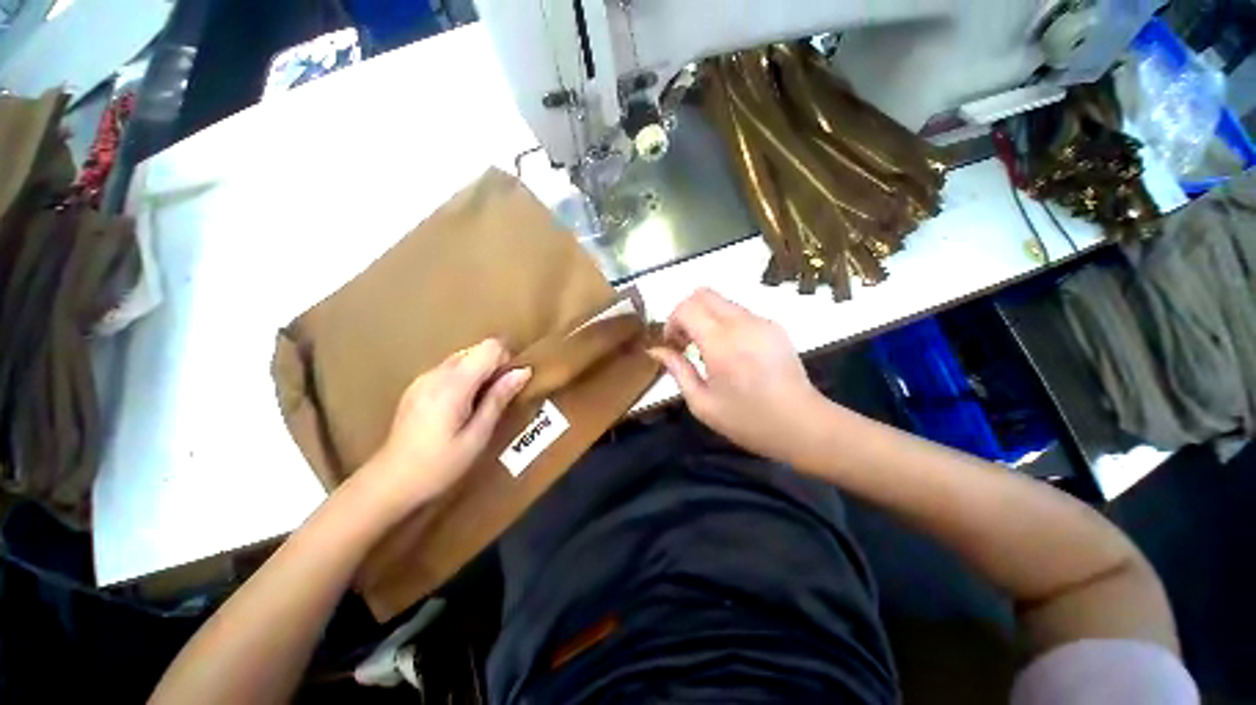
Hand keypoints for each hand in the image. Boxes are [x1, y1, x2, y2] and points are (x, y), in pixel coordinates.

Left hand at [356, 339, 530, 516]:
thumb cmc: (440, 465)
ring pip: (463, 358)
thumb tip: (523, 371)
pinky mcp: (416, 387)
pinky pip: (449, 369)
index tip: (510, 385)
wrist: (389, 483)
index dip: (506, 360)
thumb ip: (498, 398)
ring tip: (479, 405)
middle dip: (494, 366)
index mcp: (453, 385)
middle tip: (498, 398)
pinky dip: (464, 379)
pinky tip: (460, 408)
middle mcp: (436, 374)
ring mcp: (422, 379)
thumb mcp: (477, 436)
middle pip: (476, 350)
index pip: (489, 347)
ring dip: (479, 373)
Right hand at [648, 288, 829, 462]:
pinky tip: (731, 351)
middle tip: (686, 341)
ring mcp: (762, 321)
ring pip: (721, 301)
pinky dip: (724, 323)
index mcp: (721, 344)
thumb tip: (656, 350)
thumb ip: (677, 370)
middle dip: (686, 312)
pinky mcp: (774, 325)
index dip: (671, 321)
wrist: (802, 425)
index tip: (673, 344)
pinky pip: (740, 312)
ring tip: (708, 349)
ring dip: (705, 317)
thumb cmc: (747, 421)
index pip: (686, 308)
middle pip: (703, 294)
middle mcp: (742, 324)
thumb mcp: (702, 403)